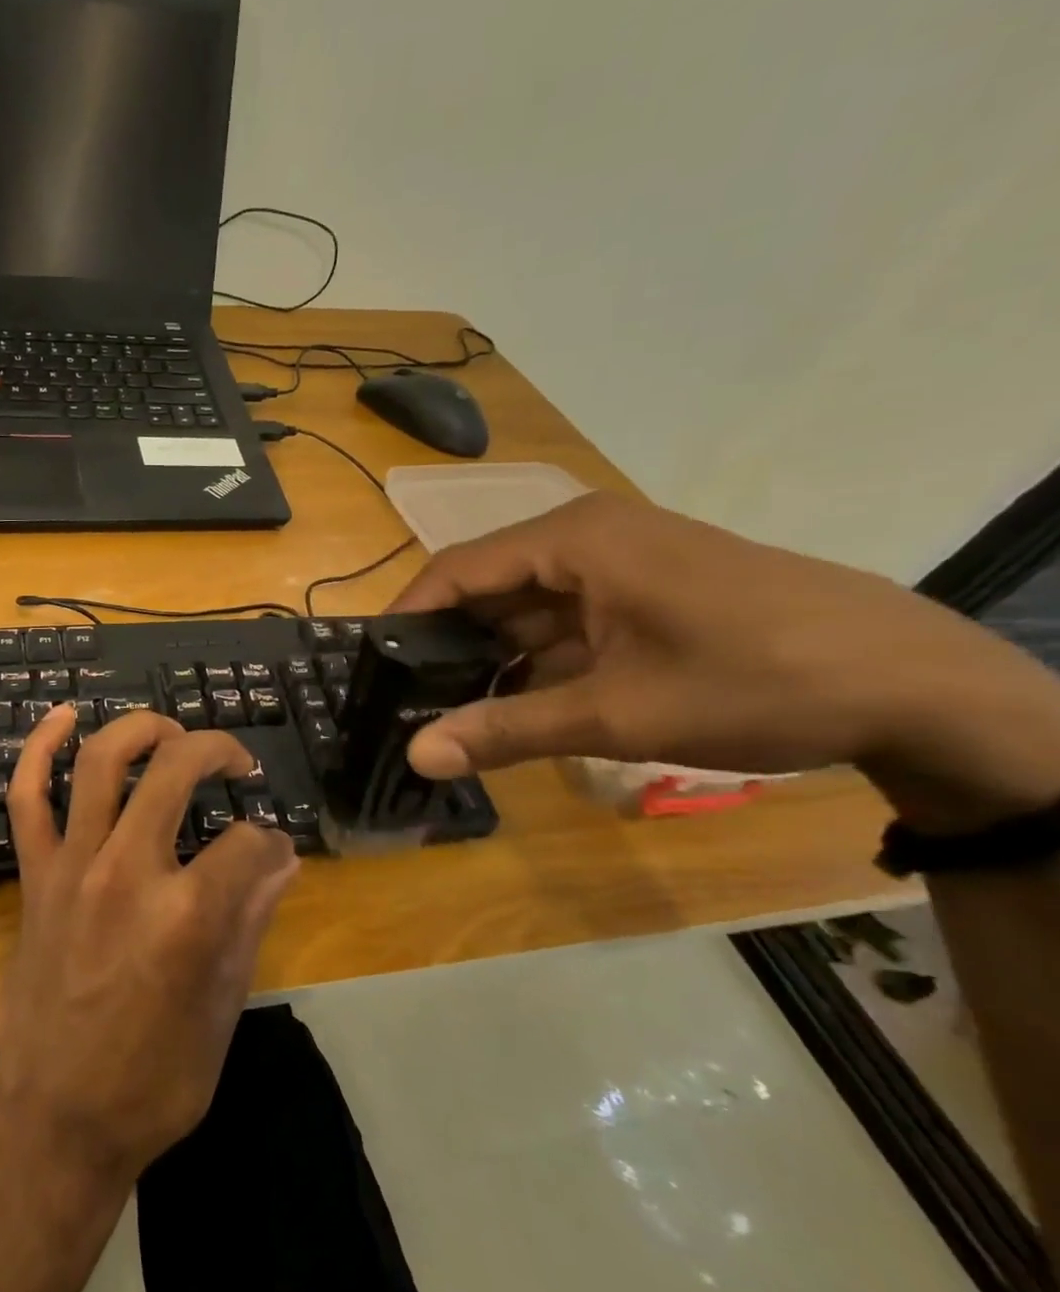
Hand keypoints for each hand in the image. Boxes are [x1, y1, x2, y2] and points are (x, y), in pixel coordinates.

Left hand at [0, 706, 298, 1184]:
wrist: (57, 1120)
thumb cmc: (154, 1079)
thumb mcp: (223, 1008)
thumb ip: (251, 920)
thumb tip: (280, 858)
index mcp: (187, 916)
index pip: (248, 842)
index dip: (270, 842)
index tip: (272, 855)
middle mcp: (128, 873)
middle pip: (174, 771)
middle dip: (215, 749)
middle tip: (234, 761)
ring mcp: (72, 868)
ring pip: (100, 763)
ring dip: (139, 729)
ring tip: (168, 731)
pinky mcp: (34, 876)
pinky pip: (26, 798)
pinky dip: (39, 750)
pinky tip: (63, 718)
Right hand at [389, 493, 1059, 830]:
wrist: (920, 686)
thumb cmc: (756, 681)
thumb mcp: (618, 713)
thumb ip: (507, 729)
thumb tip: (415, 755)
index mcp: (573, 539)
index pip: (455, 569)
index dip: (407, 618)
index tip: (371, 669)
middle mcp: (587, 537)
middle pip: (487, 586)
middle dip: (447, 644)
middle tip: (404, 700)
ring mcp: (619, 561)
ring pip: (525, 607)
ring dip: (492, 657)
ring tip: (448, 709)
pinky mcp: (644, 588)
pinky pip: (565, 618)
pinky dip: (537, 659)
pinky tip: (516, 702)